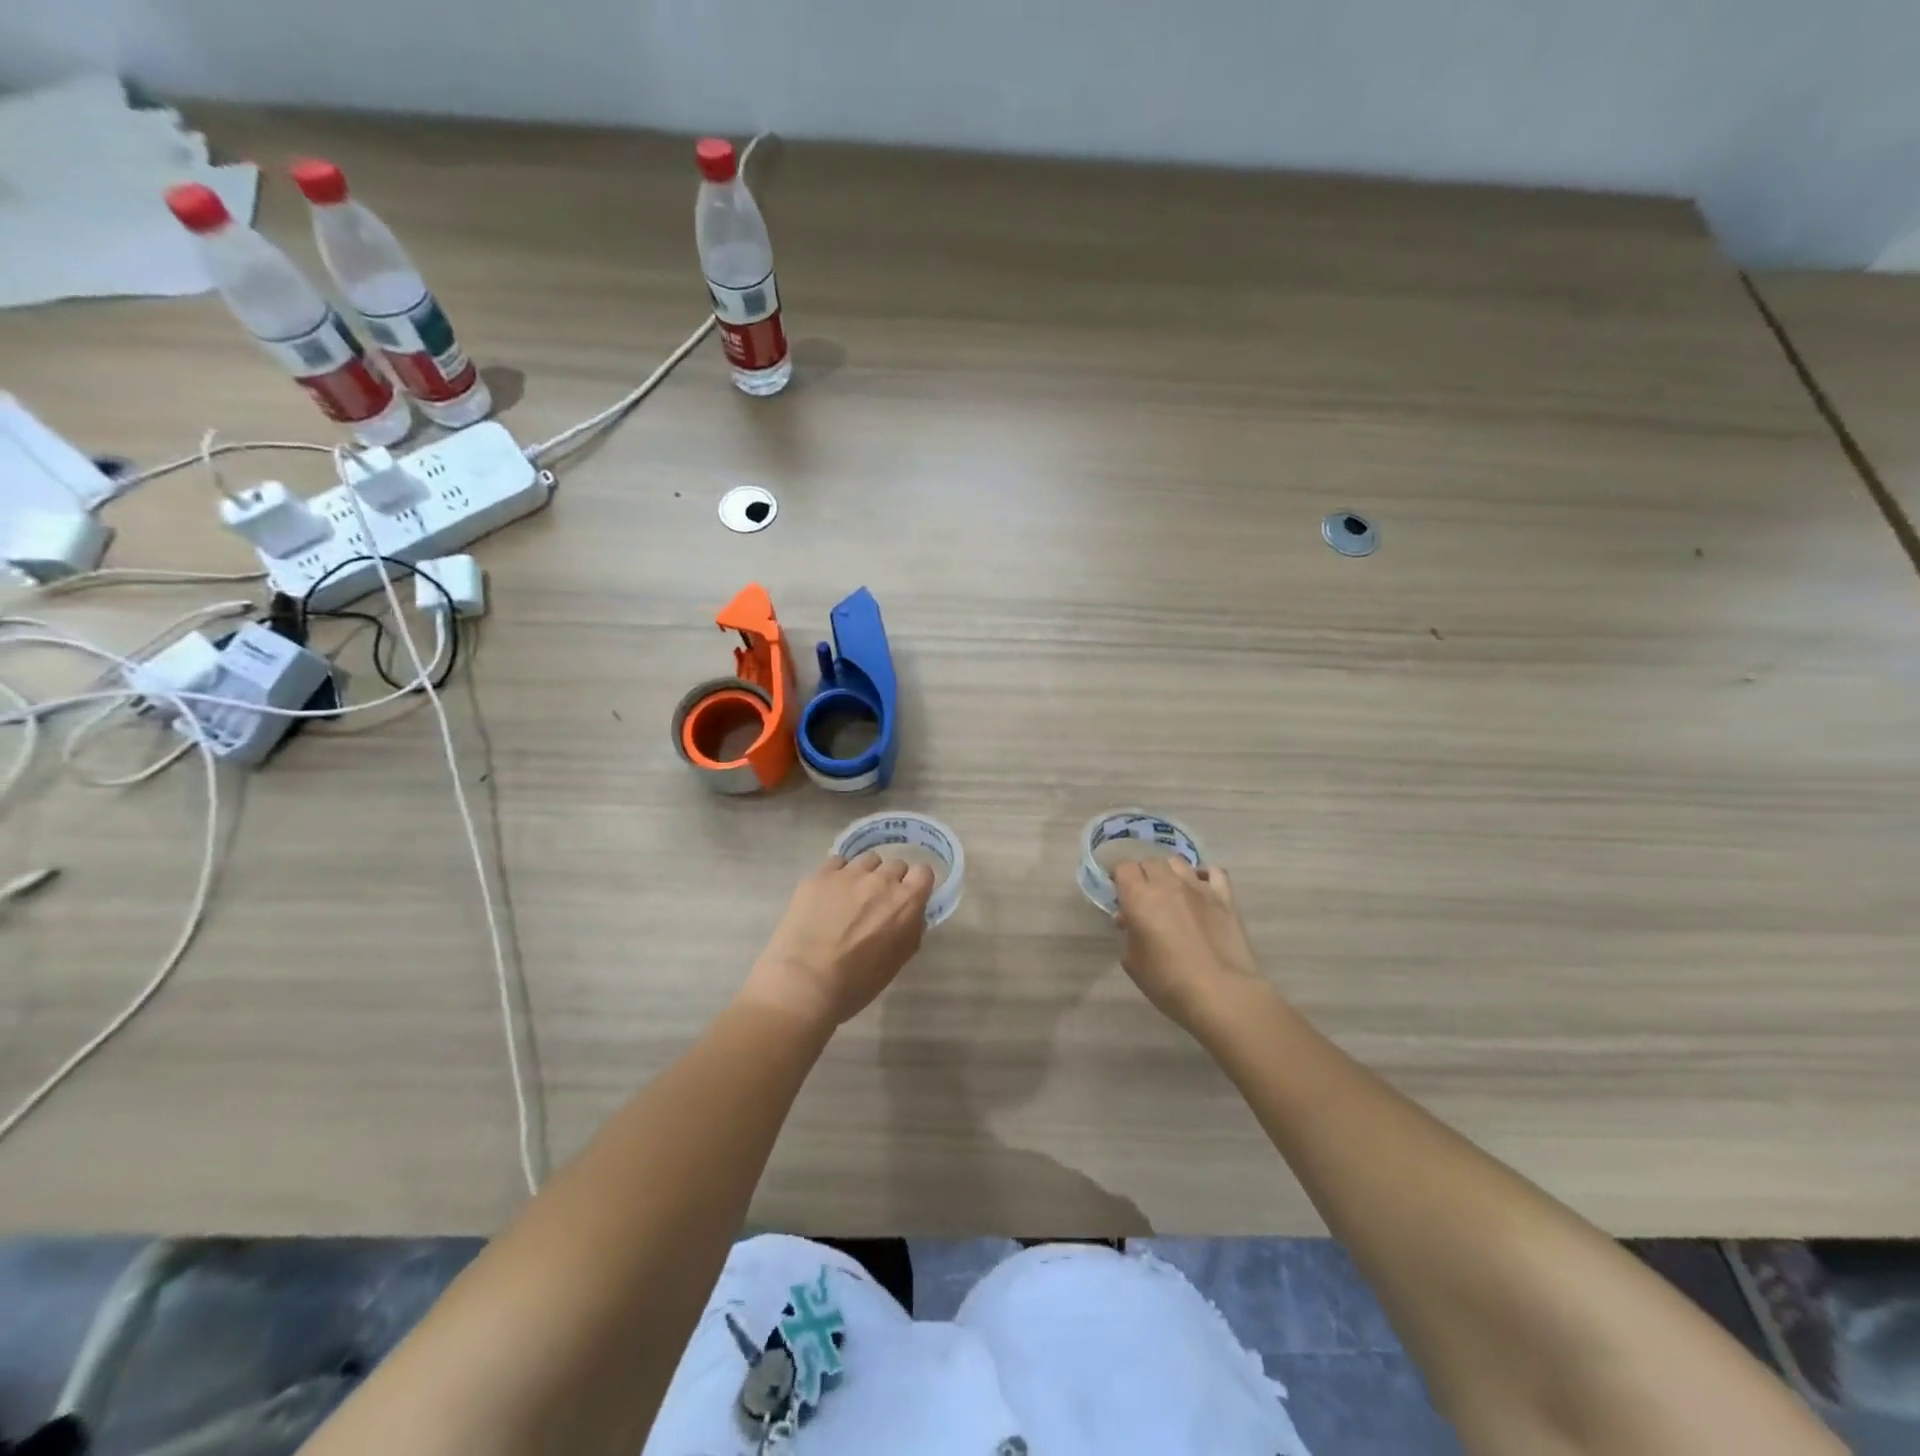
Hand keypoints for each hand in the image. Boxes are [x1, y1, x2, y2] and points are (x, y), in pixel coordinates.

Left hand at [742, 853, 935, 1028]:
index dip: (916, 884)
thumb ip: (911, 930)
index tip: (908, 897)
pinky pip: (837, 862)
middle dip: (890, 881)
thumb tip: (912, 915)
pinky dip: (838, 874)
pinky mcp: (820, 875)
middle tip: (877, 902)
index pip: (924, 872)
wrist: (804, 983)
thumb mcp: (897, 961)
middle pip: (895, 865)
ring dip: (865, 874)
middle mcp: (881, 880)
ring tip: (851, 895)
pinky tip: (828, 894)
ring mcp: (849, 874)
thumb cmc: (857, 983)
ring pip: (867, 860)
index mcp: (906, 902)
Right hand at [1113, 858, 1265, 1033]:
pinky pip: (1214, 871)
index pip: (1123, 868)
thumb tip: (1131, 920)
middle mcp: (1167, 883)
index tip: (1120, 895)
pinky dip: (1204, 874)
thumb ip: (1129, 933)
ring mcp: (1198, 887)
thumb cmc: (1167, 981)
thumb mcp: (1132, 961)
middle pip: (1150, 862)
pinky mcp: (1224, 897)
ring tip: (1171, 892)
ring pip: (1178, 862)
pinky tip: (1201, 888)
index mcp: (1139, 896)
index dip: (1119, 880)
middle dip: (1143, 875)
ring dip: (1169, 873)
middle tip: (1144, 898)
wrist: (1220, 993)